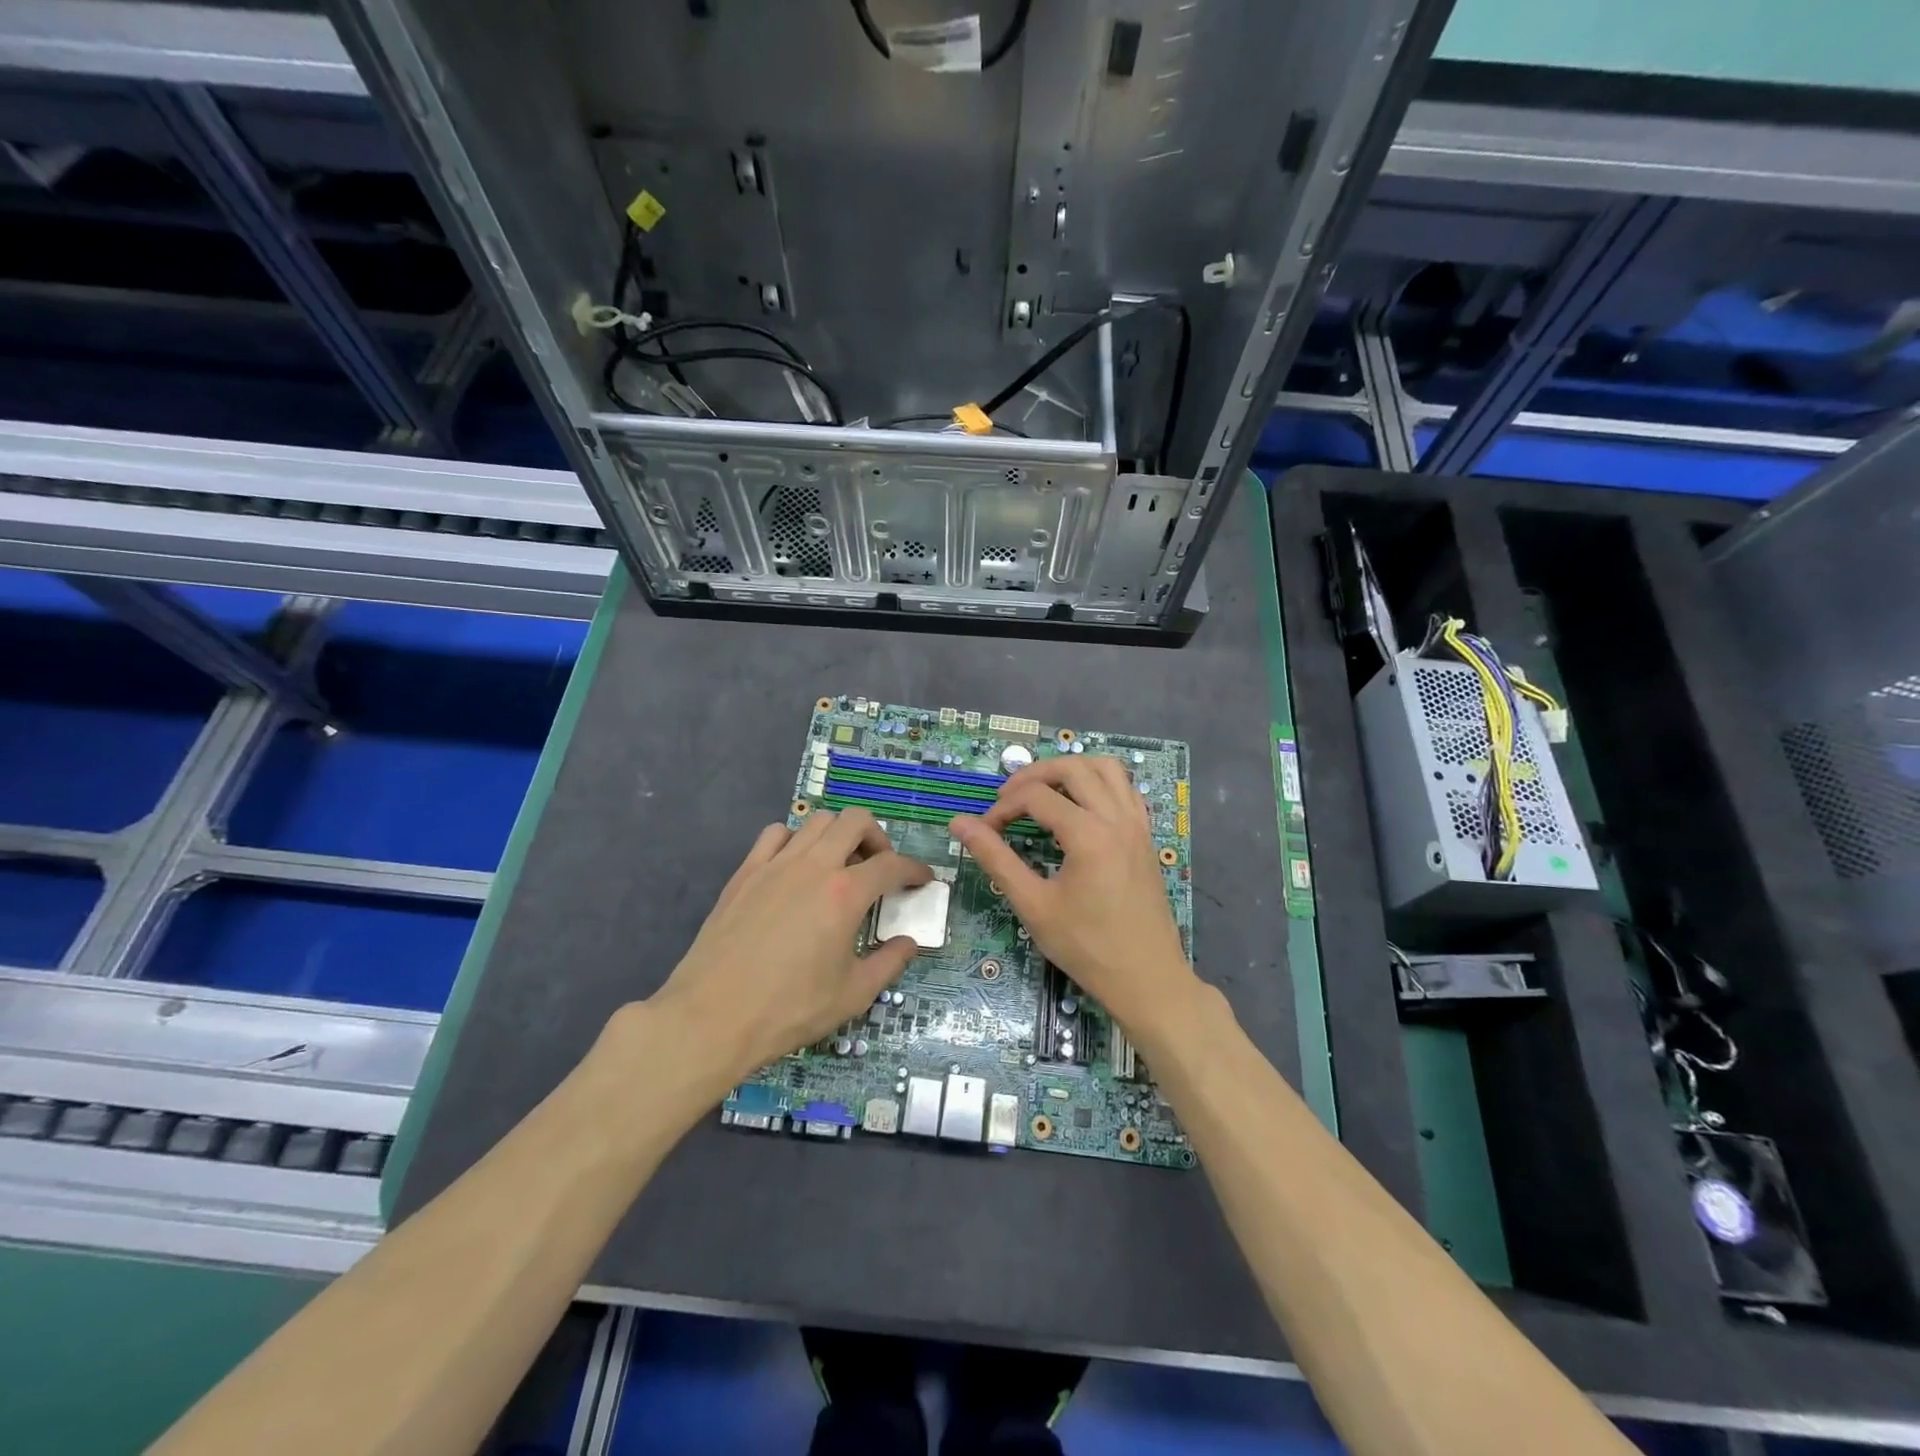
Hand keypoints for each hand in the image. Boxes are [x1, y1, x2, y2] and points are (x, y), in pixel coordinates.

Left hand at [650, 809, 931, 1079]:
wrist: (712, 1017)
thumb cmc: (789, 1009)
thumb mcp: (853, 995)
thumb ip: (890, 963)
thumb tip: (909, 943)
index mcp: (846, 894)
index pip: (893, 865)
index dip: (915, 869)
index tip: (922, 880)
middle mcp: (814, 866)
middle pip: (856, 821)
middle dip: (877, 838)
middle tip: (879, 868)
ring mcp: (776, 864)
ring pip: (816, 821)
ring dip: (837, 835)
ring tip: (839, 865)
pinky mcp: (745, 872)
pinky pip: (775, 834)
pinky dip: (795, 840)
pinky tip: (795, 867)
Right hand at [949, 756, 1198, 1038]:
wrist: (1146, 979)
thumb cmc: (1086, 947)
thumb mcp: (1033, 905)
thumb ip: (995, 858)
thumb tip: (959, 823)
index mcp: (1088, 834)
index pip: (1035, 797)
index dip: (1002, 808)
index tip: (985, 831)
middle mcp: (1116, 818)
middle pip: (1072, 767)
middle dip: (1033, 775)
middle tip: (1007, 798)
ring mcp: (1137, 824)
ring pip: (1105, 768)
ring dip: (1070, 770)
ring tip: (1043, 792)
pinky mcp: (1146, 835)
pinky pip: (1125, 789)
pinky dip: (1099, 783)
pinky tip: (1080, 806)